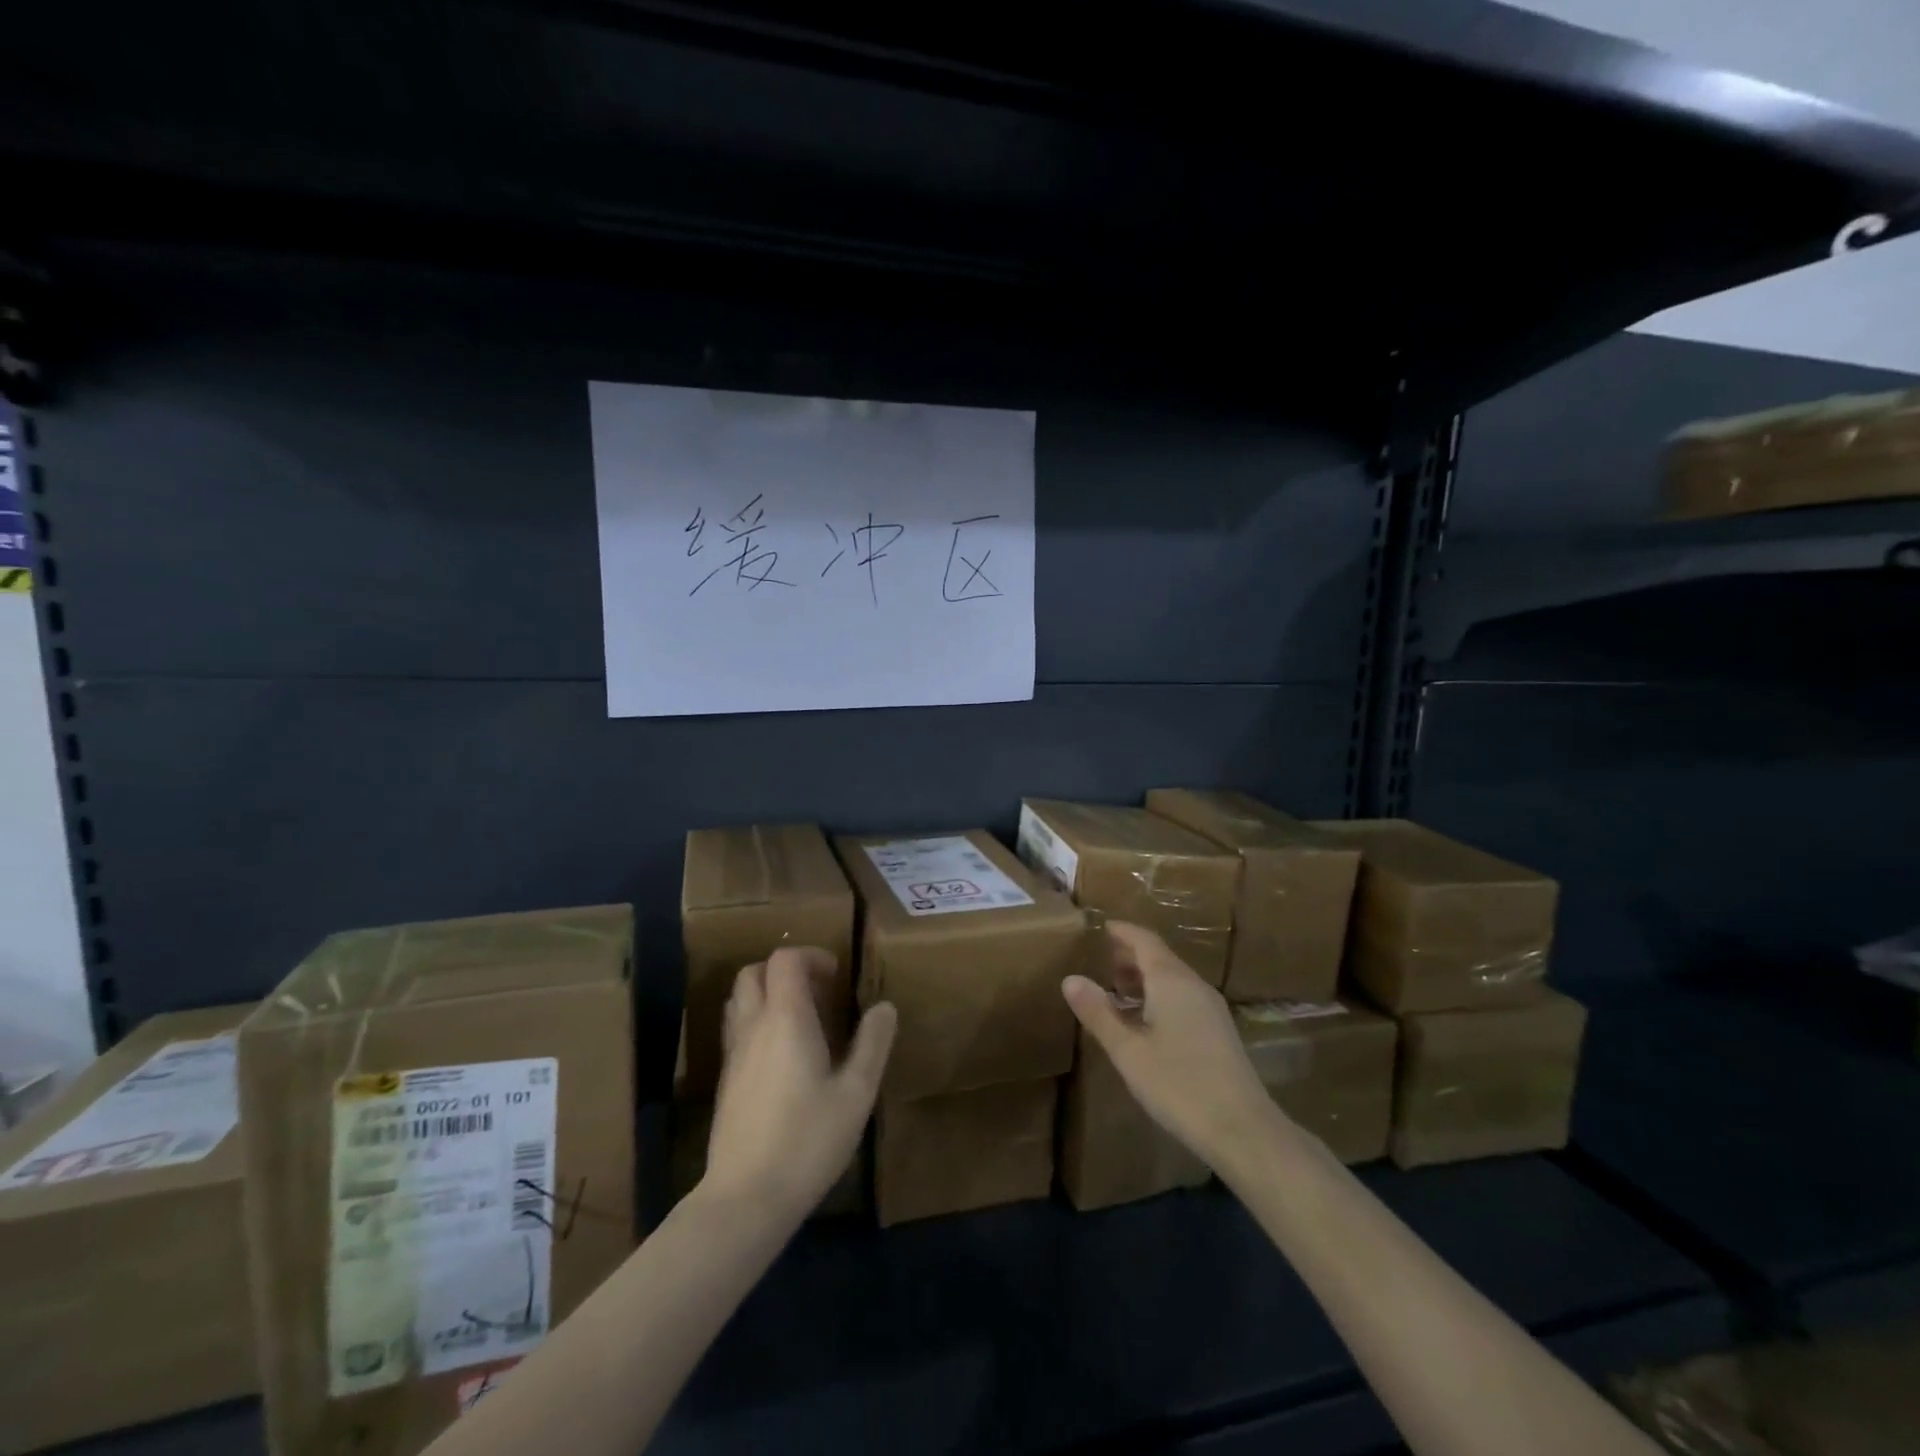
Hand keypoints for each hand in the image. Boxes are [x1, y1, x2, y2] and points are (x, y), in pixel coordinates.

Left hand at [702, 946, 897, 1222]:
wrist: (746, 1199)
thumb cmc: (807, 1140)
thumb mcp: (856, 1093)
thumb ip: (872, 1044)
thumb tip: (884, 1007)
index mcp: (785, 1019)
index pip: (784, 959)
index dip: (811, 956)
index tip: (836, 976)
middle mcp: (753, 1027)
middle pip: (752, 973)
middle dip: (785, 969)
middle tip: (818, 991)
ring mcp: (733, 1055)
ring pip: (739, 1001)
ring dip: (767, 994)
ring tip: (801, 1018)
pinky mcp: (724, 1082)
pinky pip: (737, 1030)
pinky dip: (758, 1022)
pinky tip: (783, 1056)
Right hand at [1063, 922, 1283, 1168]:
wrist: (1243, 1129)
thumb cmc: (1178, 1084)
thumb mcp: (1128, 1050)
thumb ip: (1098, 1012)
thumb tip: (1070, 978)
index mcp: (1171, 980)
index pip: (1144, 940)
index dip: (1122, 931)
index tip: (1100, 927)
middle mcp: (1194, 985)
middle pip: (1160, 957)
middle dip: (1130, 955)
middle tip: (1100, 960)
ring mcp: (1211, 1008)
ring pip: (1173, 978)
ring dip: (1144, 977)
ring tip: (1116, 990)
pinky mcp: (1219, 1030)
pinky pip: (1183, 997)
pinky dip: (1159, 995)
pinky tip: (1144, 1021)